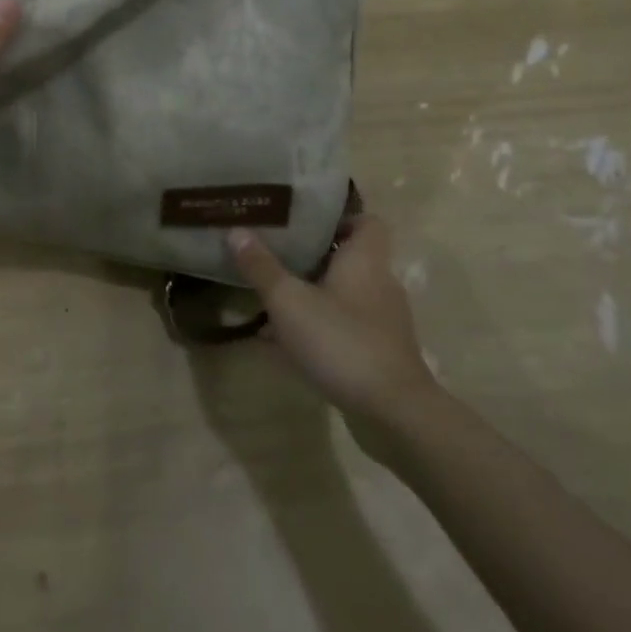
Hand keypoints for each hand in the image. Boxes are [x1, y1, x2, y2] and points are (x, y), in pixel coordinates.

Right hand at [228, 216, 435, 431]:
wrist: (394, 413)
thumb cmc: (342, 341)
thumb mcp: (289, 302)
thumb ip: (261, 267)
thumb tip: (236, 230)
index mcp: (365, 259)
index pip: (366, 221)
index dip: (340, 218)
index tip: (306, 223)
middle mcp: (380, 283)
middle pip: (350, 257)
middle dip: (314, 257)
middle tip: (278, 256)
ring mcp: (384, 321)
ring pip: (345, 294)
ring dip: (314, 295)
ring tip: (275, 300)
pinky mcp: (381, 352)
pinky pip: (346, 327)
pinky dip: (321, 328)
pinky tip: (288, 344)